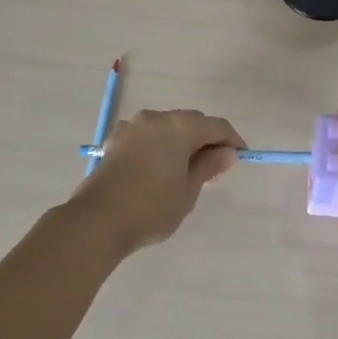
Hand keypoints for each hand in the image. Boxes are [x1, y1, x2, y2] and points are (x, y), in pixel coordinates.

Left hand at [66, 109, 243, 254]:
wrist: (96, 221)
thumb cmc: (151, 207)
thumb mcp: (188, 191)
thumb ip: (208, 166)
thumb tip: (227, 152)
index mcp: (179, 126)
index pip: (216, 125)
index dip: (232, 140)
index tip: (240, 157)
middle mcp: (156, 118)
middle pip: (191, 122)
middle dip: (205, 140)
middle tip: (215, 167)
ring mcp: (133, 126)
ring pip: (167, 128)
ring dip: (181, 142)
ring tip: (186, 170)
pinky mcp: (116, 140)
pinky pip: (147, 136)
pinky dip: (159, 146)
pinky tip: (158, 169)